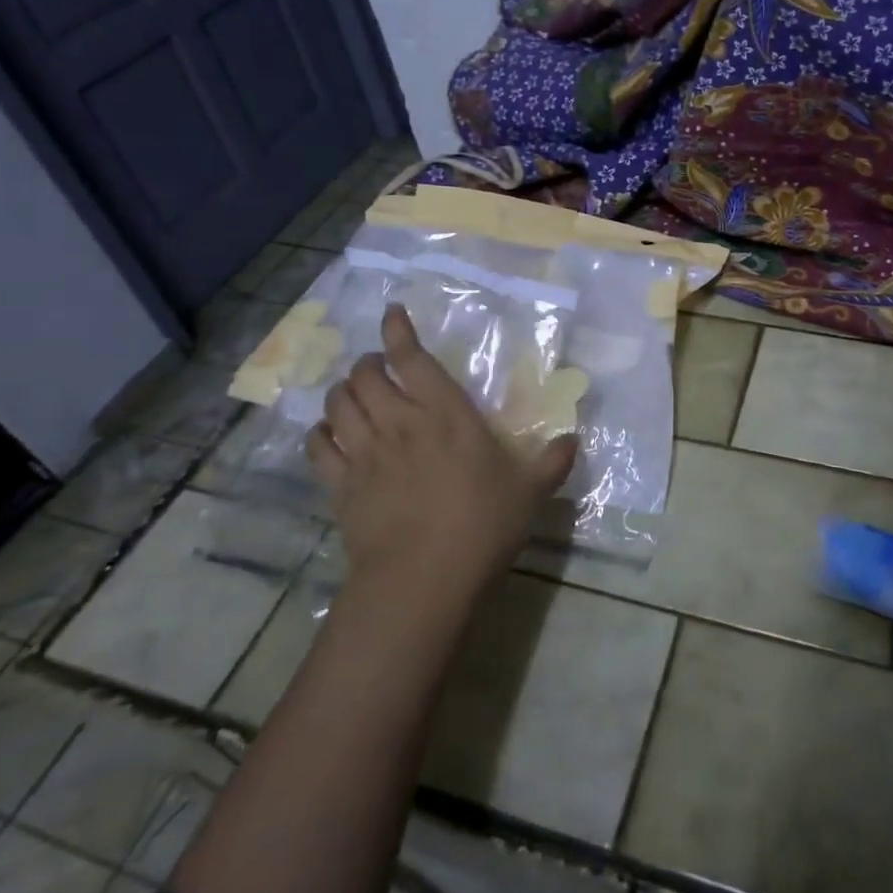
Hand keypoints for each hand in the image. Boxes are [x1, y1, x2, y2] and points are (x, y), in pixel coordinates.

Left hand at [305, 304, 576, 606]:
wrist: (423, 579)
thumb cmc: (482, 525)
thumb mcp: (530, 491)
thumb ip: (553, 461)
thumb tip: (574, 439)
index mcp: (445, 414)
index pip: (411, 358)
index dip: (398, 330)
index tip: (392, 313)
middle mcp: (399, 422)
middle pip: (365, 375)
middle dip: (368, 362)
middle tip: (378, 366)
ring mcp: (365, 453)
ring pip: (338, 404)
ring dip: (343, 390)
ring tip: (353, 392)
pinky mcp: (341, 485)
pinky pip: (318, 446)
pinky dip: (320, 432)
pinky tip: (329, 434)